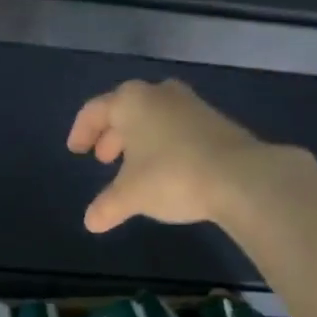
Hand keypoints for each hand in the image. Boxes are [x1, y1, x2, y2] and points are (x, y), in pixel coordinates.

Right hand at [66, 79, 272, 232]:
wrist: (240, 176)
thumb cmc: (172, 176)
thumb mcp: (131, 195)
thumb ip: (107, 206)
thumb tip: (91, 222)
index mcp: (131, 102)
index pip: (95, 110)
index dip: (81, 131)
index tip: (76, 151)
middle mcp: (160, 94)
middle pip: (126, 109)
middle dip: (112, 135)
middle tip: (105, 159)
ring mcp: (191, 105)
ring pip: (154, 117)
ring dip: (140, 140)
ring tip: (134, 167)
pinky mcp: (215, 122)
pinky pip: (177, 128)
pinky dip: (164, 144)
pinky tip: (167, 170)